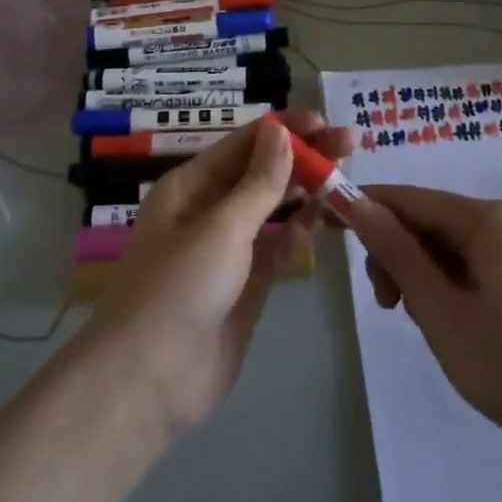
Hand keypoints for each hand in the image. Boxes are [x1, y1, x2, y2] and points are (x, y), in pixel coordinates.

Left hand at [84, 112, 351, 435]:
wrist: (152, 380)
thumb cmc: (180, 287)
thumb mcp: (222, 227)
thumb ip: (259, 182)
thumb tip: (280, 131)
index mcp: (190, 186)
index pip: (243, 144)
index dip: (284, 130)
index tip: (325, 122)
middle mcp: (208, 209)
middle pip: (260, 172)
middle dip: (302, 156)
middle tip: (350, 145)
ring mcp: (228, 248)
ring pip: (272, 207)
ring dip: (305, 190)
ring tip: (346, 174)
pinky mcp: (246, 284)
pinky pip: (276, 246)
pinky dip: (299, 229)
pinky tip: (326, 215)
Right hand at [346, 187, 501, 472]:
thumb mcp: (440, 310)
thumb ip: (395, 251)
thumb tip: (356, 201)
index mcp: (487, 218)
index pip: (408, 197)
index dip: (366, 209)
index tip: (330, 232)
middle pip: (431, 219)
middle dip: (398, 253)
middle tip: (388, 306)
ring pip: (453, 244)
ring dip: (423, 273)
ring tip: (424, 322)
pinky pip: (479, 262)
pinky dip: (452, 283)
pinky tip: (456, 323)